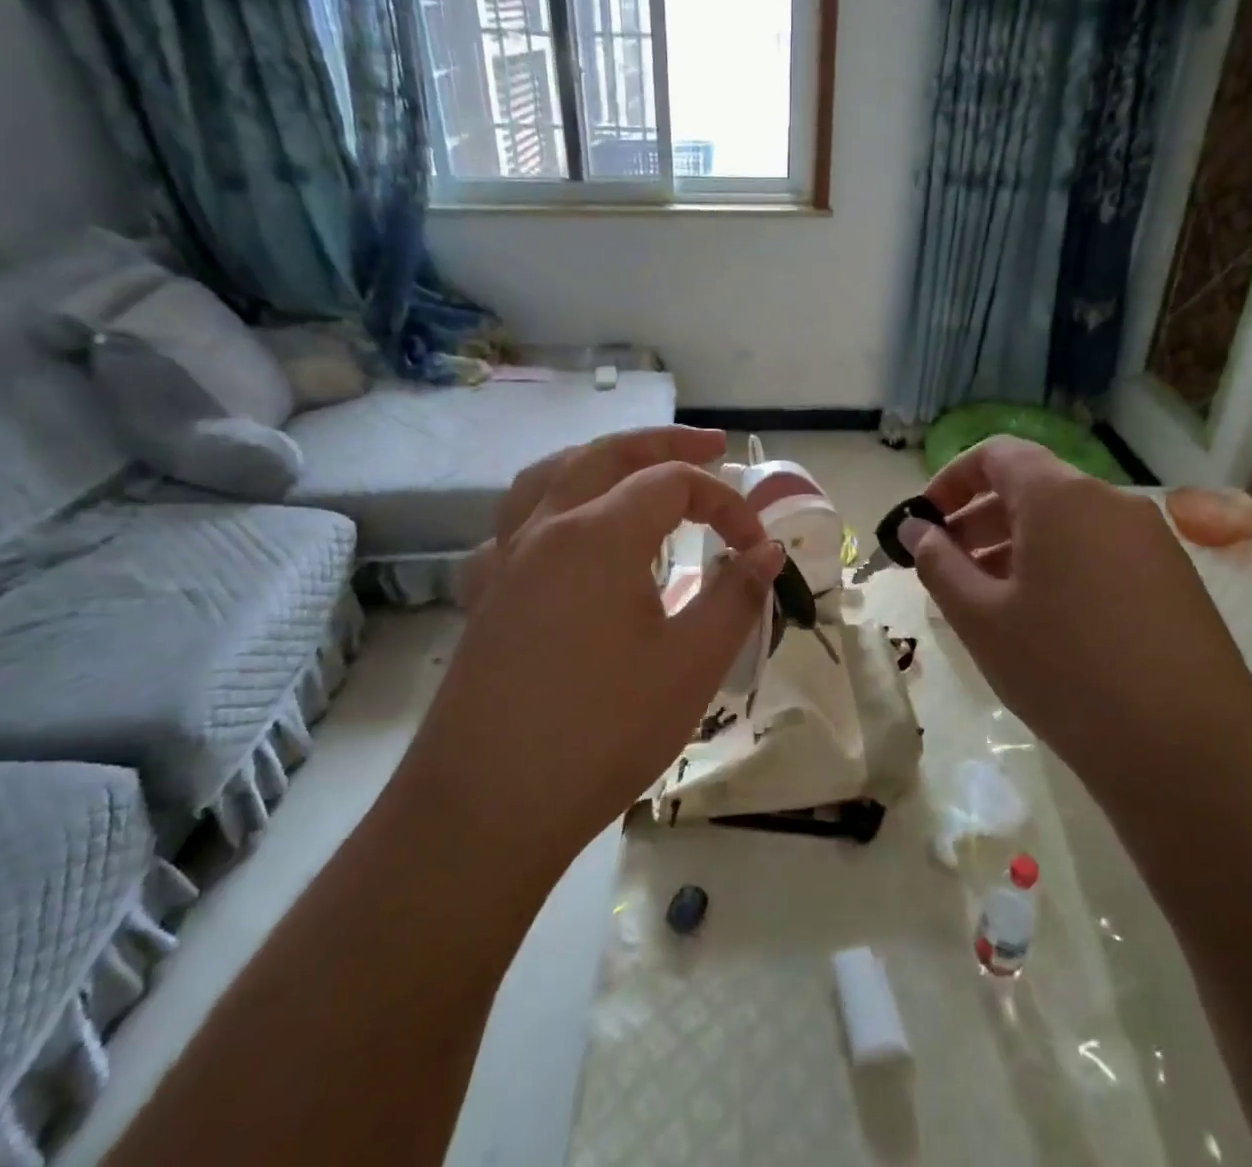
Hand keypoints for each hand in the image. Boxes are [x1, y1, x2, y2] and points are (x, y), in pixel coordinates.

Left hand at [405, 428, 784, 884]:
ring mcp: (504, 559)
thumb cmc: (600, 733)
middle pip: (608, 455)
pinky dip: (549, 507)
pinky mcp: (484, 595)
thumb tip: (768, 549)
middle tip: (712, 445)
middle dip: (665, 443)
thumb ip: (735, 595)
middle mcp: (545, 528)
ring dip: (600, 460)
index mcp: (598, 535)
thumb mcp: (691, 665)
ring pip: (550, 475)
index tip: (756, 547)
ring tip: (634, 467)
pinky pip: (514, 525)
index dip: (726, 503)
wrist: (484, 809)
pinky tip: (560, 537)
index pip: (674, 484)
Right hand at [905, 438, 1251, 801]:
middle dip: (979, 519)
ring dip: (1016, 546)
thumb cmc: (1064, 672)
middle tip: (946, 567)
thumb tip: (916, 528)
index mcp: (1061, 497)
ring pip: (1066, 522)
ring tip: (988, 599)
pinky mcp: (1174, 578)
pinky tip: (1044, 622)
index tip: (925, 522)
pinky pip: (1099, 550)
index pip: (996, 454)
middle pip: (1031, 487)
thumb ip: (938, 563)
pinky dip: (1058, 565)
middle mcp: (1111, 502)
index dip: (950, 480)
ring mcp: (1151, 540)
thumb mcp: (980, 618)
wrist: (1191, 753)